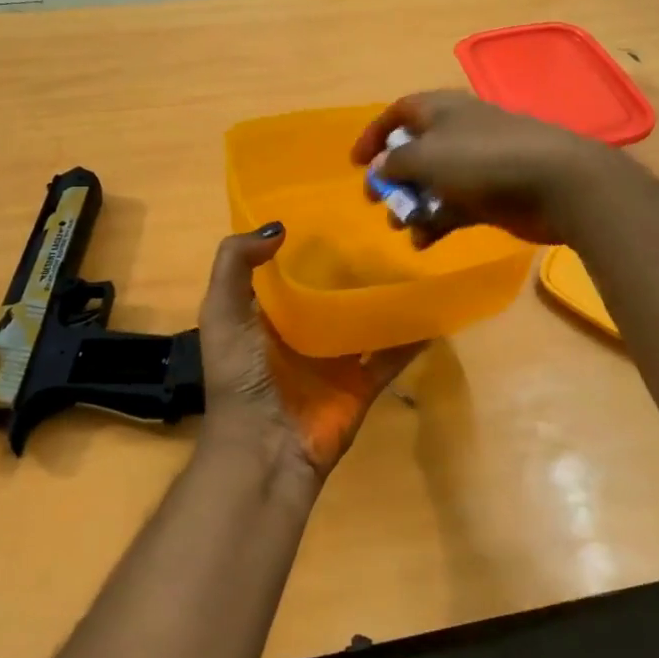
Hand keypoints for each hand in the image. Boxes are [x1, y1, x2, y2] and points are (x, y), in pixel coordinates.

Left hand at [195, 224, 421, 481]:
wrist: (264, 450)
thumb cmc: (241, 377)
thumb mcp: (222, 313)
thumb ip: (234, 265)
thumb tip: (279, 228)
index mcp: (271, 314)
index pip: (294, 269)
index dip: (311, 242)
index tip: (340, 207)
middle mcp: (307, 331)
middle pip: (337, 291)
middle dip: (358, 265)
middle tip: (392, 227)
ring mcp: (338, 358)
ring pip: (369, 319)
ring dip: (390, 297)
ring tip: (419, 259)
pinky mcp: (364, 382)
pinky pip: (394, 354)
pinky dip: (414, 336)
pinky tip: (436, 309)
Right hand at [350, 92, 614, 248]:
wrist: (555, 182)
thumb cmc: (483, 160)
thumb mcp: (427, 156)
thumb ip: (396, 162)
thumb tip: (379, 168)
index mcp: (442, 110)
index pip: (400, 112)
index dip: (374, 134)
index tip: (355, 164)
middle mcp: (458, 132)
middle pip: (415, 151)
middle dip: (393, 177)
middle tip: (378, 201)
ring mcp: (478, 165)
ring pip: (433, 183)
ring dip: (413, 205)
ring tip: (402, 227)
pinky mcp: (492, 195)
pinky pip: (454, 207)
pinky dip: (437, 222)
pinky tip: (425, 242)